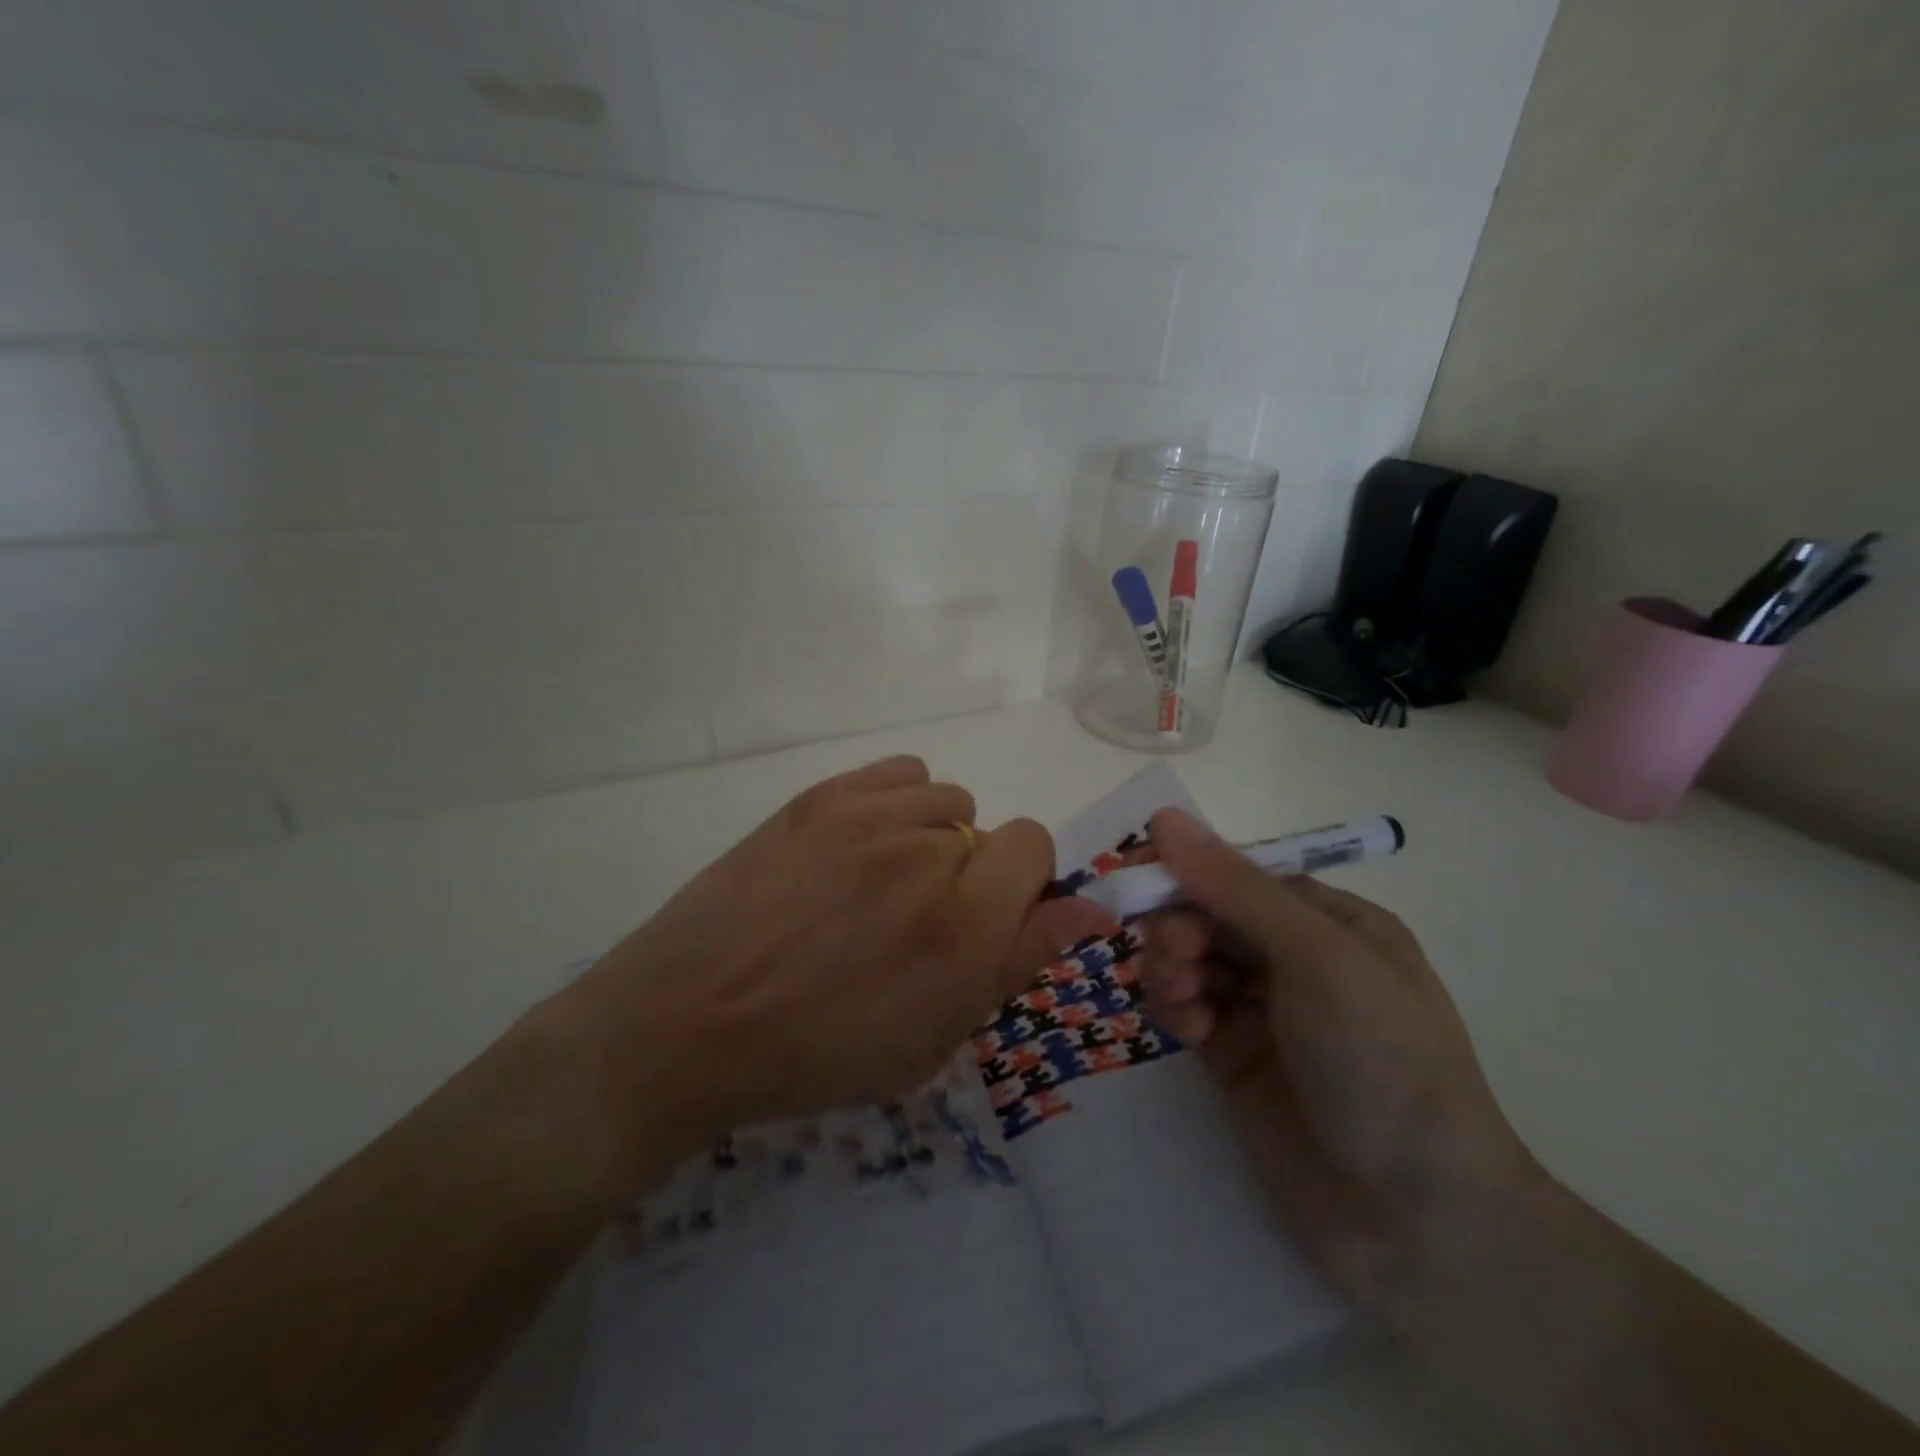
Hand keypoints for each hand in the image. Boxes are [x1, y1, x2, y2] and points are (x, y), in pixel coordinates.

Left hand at [559, 756, 1110, 1191]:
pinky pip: (901, 772)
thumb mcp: (933, 1039)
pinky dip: (900, 803)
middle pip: (991, 830)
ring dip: (934, 839)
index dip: (1024, 883)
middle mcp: (928, 855)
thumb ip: (1018, 962)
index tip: (991, 917)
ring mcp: (870, 816)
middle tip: (917, 920)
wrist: (689, 1022)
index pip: (1037, 846)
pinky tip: (863, 844)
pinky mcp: (822, 797)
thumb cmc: (816, 1055)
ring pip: (947, 800)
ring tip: (881, 883)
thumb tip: (1092, 911)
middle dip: (972, 875)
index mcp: (965, 926)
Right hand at [1137, 808, 1537, 1314]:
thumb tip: (1165, 818)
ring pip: (1189, 959)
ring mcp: (1263, 1010)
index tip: (1136, 874)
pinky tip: (1187, 1031)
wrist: (1418, 1220)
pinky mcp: (1233, 1057)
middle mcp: (1295, 958)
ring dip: (1171, 967)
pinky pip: (1185, 1007)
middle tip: (1176, 957)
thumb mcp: (1317, 957)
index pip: (1241, 873)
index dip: (1188, 869)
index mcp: (1330, 921)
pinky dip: (1174, 1008)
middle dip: (1181, 926)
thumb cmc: (1382, 1062)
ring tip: (1182, 1001)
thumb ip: (1235, 887)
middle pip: (1208, 914)